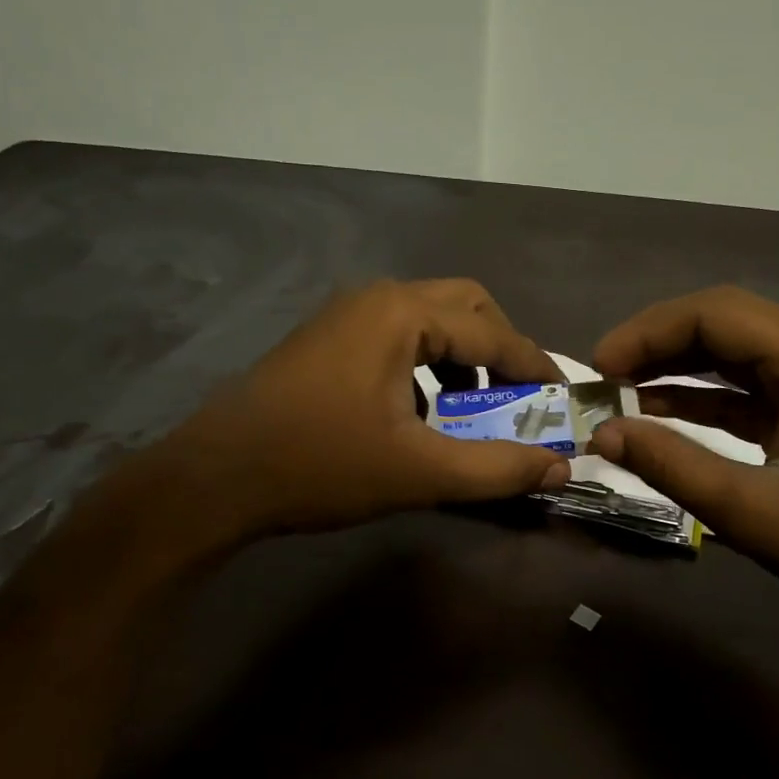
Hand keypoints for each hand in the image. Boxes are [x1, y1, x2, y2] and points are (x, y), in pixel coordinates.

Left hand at [149, 279, 568, 541]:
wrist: (214, 480)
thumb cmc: (320, 467)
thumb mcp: (420, 472)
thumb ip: (497, 468)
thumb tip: (559, 465)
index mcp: (401, 314)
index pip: (492, 332)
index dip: (535, 367)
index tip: (564, 398)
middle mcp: (376, 298)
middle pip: (465, 305)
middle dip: (501, 348)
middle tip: (519, 395)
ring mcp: (345, 315)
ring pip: (429, 318)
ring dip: (464, 355)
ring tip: (475, 405)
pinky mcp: (326, 340)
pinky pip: (398, 335)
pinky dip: (428, 363)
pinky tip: (423, 410)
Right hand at [589, 286, 778, 634]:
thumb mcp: (751, 511)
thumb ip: (672, 465)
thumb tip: (603, 434)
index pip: (715, 314)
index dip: (648, 332)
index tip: (598, 367)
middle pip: (725, 322)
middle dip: (658, 344)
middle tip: (604, 378)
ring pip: (736, 352)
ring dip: (679, 367)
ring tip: (622, 392)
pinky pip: (753, 385)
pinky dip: (708, 395)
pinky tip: (663, 411)